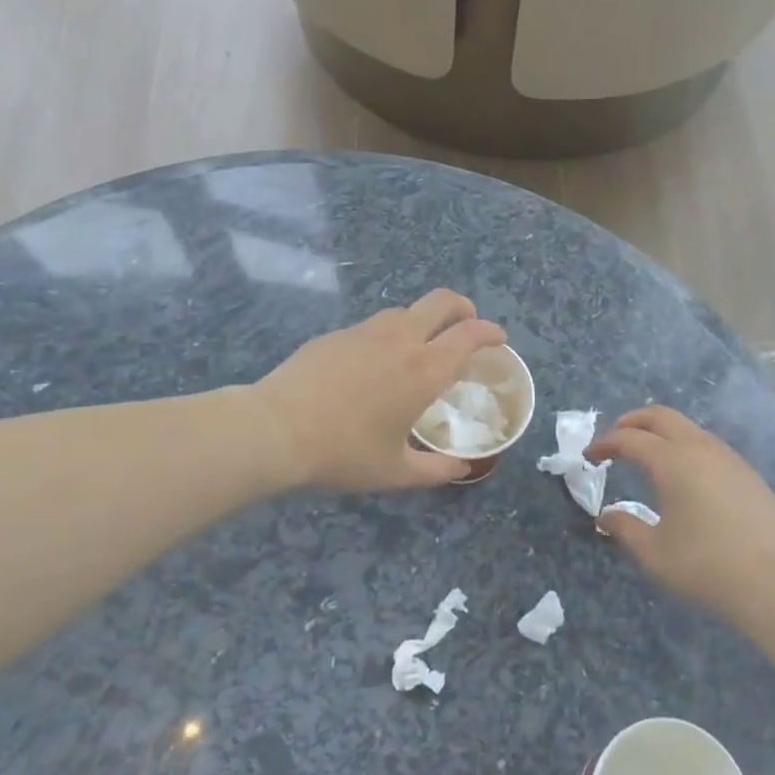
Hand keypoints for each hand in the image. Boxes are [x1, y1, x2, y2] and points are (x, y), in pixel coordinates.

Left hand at [251, 290, 506, 489]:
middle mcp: (401, 340)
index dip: (490, 333)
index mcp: (425, 370)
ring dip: (424, 319)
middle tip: (468, 324)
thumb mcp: (396, 472)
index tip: (498, 340)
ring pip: (405, 310)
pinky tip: (374, 361)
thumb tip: (461, 468)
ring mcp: (365, 331)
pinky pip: (373, 325)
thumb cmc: (344, 453)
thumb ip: (436, 470)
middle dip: (463, 308)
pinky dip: (389, 334)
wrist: (276, 429)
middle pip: (442, 302)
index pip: (470, 335)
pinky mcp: (336, 334)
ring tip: (420, 345)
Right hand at [586, 407, 774, 619]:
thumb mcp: (653, 553)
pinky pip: (708, 446)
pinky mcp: (748, 474)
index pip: (629, 439)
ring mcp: (729, 459)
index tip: (589, 457)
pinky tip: (684, 476)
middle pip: (661, 416)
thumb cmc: (706, 567)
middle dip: (632, 422)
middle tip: (614, 440)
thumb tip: (606, 516)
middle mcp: (700, 449)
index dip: (605, 444)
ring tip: (646, 456)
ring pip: (688, 428)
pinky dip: (684, 447)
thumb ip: (624, 528)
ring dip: (661, 433)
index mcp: (672, 461)